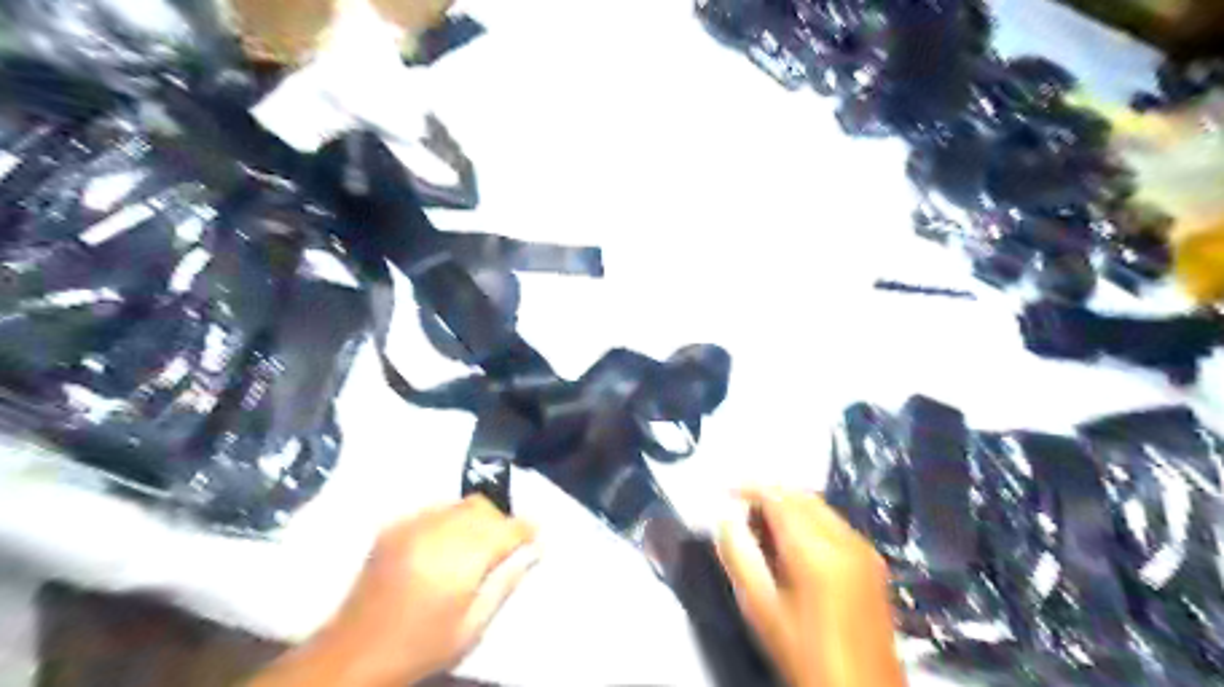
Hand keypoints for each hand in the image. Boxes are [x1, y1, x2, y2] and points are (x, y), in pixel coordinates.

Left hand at [252, 497, 538, 686]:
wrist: (351, 655)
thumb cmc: (418, 648)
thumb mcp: (471, 628)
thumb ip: (505, 584)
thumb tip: (533, 553)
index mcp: (457, 563)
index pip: (504, 529)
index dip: (525, 528)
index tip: (536, 534)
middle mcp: (435, 535)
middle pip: (483, 509)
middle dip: (501, 521)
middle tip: (507, 542)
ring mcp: (411, 527)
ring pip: (459, 504)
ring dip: (477, 518)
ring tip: (478, 541)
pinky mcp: (393, 527)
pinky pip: (434, 509)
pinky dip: (450, 518)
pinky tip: (447, 541)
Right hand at [720, 487, 905, 686]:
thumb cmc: (807, 655)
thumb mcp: (761, 608)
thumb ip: (738, 556)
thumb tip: (725, 521)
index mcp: (817, 552)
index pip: (778, 497)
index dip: (748, 487)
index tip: (726, 490)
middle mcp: (846, 541)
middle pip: (801, 495)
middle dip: (768, 494)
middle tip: (740, 507)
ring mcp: (863, 550)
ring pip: (818, 505)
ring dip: (787, 505)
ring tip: (760, 525)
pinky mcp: (870, 561)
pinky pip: (832, 522)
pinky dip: (807, 519)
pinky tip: (790, 541)